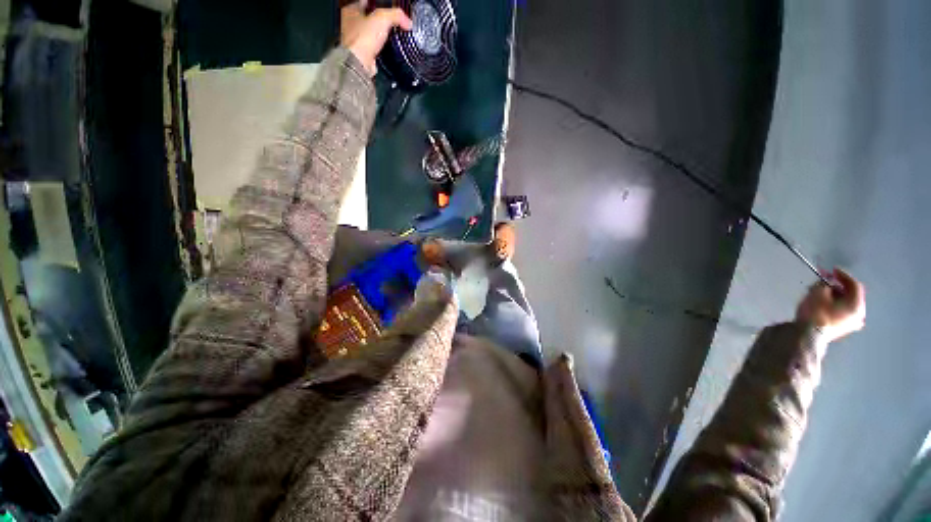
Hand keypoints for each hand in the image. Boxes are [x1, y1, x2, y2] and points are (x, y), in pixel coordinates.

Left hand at [341, 1, 412, 76]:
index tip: (388, 8)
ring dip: (380, 35)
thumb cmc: (364, 37)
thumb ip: (396, 15)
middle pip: (368, 17)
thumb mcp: (383, 18)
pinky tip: (387, 48)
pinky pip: (373, 48)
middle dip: (380, 20)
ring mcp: (355, 40)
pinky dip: (380, 48)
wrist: (360, 63)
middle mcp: (350, 24)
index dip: (378, 4)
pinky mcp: (362, 54)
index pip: (365, 1)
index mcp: (350, 10)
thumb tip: (408, 22)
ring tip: (391, 36)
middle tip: (392, 22)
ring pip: (370, 33)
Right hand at [795, 268, 865, 342]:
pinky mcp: (842, 330)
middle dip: (839, 287)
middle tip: (825, 281)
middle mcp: (859, 315)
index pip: (854, 285)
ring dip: (836, 297)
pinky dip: (835, 306)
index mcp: (857, 305)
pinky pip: (842, 313)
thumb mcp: (818, 292)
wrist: (807, 336)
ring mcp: (851, 324)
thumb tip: (827, 280)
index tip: (832, 270)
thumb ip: (825, 283)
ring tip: (822, 292)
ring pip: (846, 305)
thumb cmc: (815, 313)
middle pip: (851, 296)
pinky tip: (825, 304)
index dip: (843, 275)